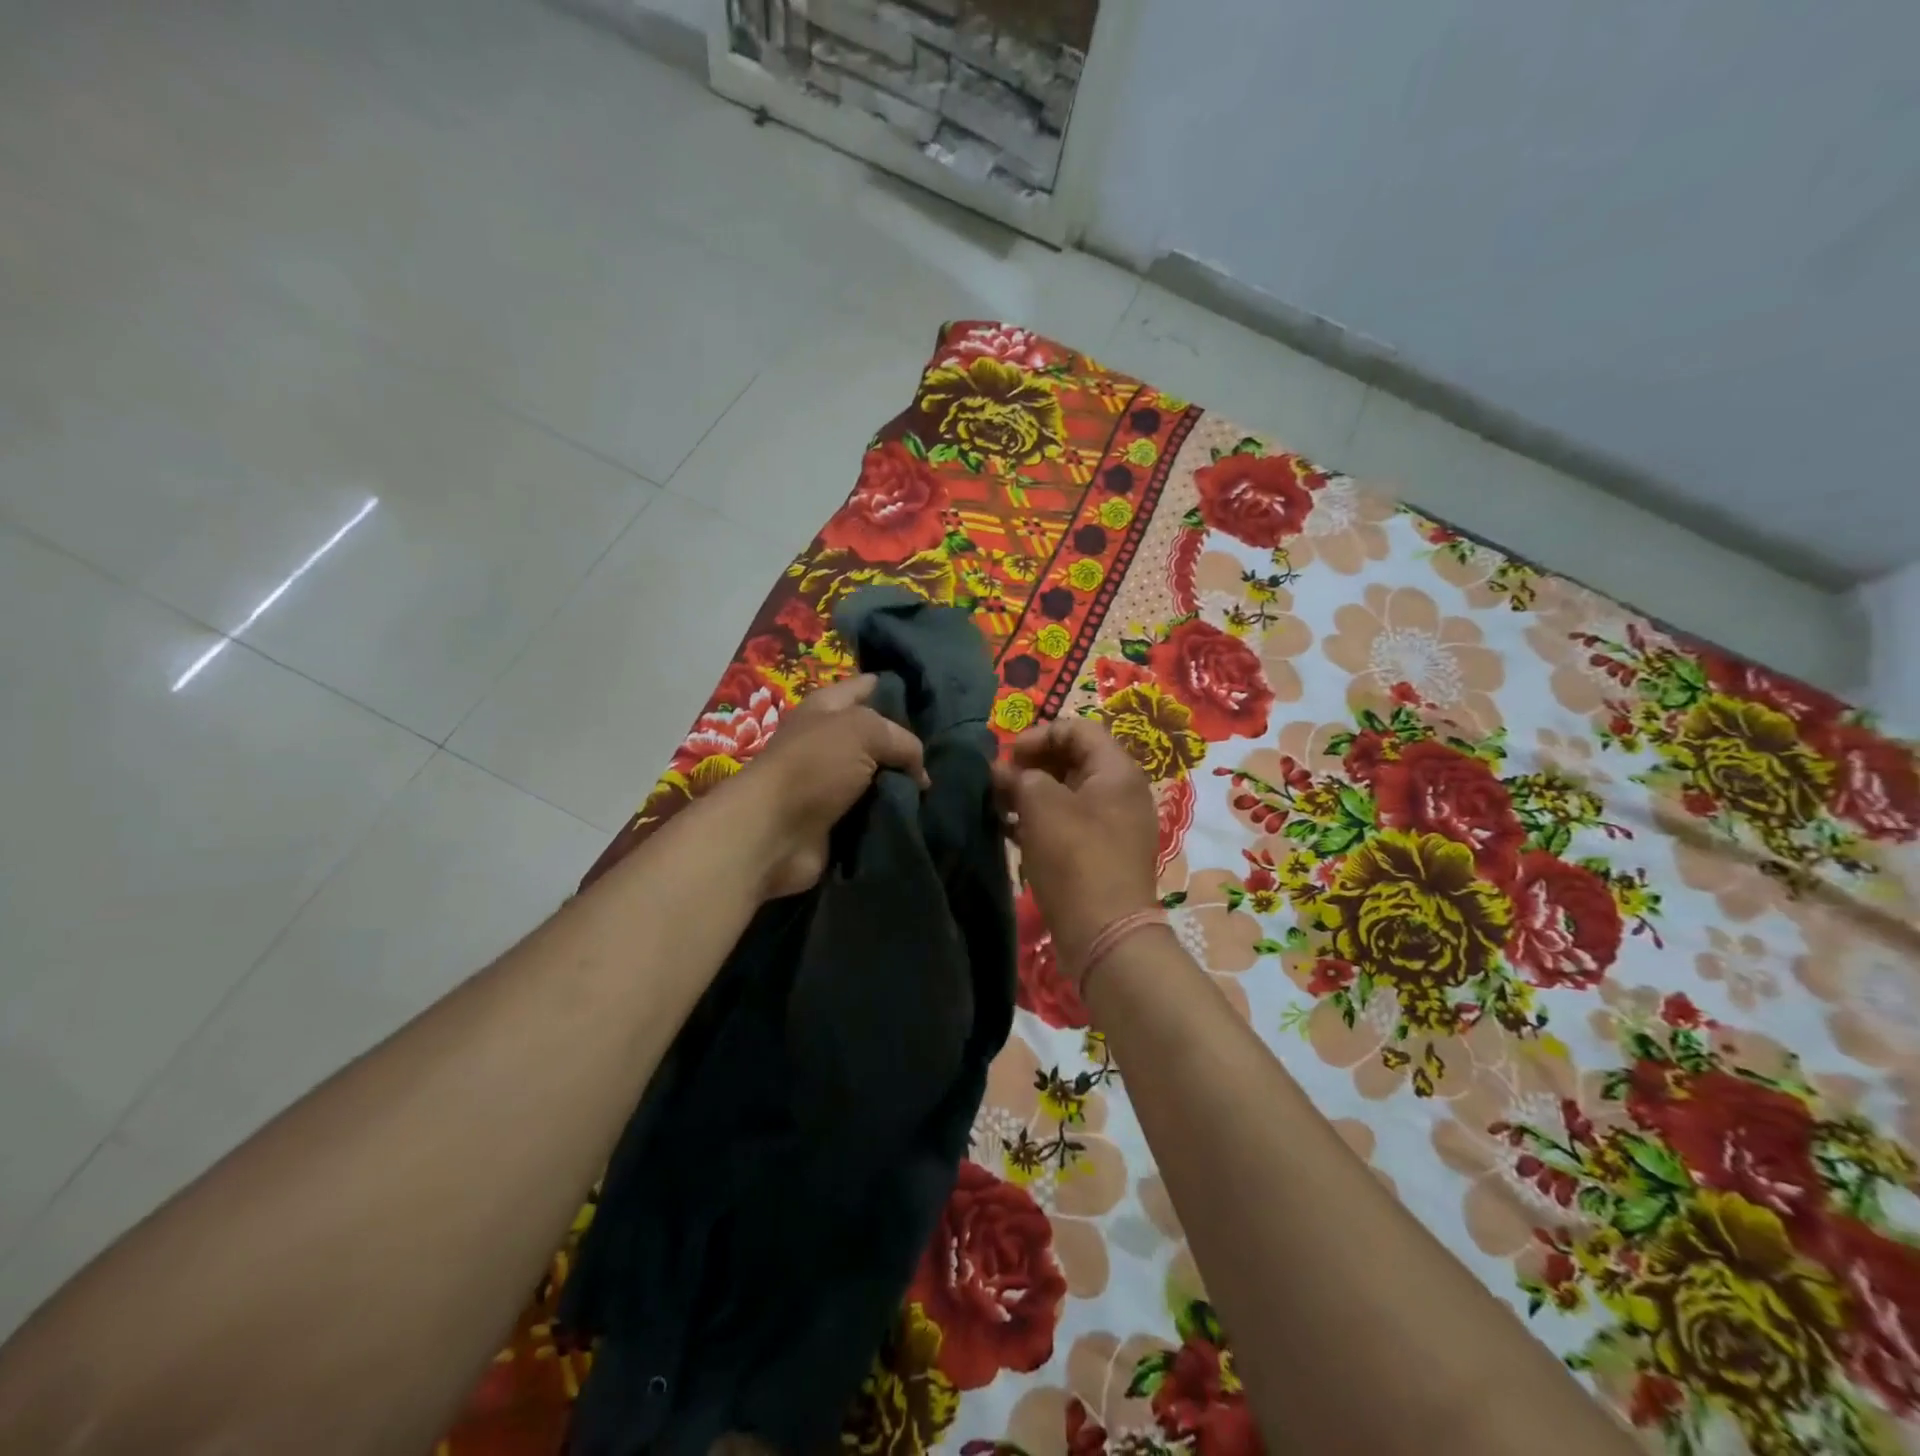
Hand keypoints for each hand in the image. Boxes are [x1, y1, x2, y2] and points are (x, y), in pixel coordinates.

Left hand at [723, 673, 927, 899]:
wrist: (774, 833)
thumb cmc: (814, 766)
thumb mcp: (864, 732)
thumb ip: (902, 740)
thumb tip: (919, 772)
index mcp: (827, 708)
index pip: (867, 687)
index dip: (896, 688)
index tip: (932, 698)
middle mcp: (829, 741)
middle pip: (878, 737)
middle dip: (908, 744)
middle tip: (945, 752)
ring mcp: (831, 782)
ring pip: (880, 776)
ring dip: (904, 784)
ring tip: (939, 787)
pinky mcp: (836, 818)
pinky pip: (874, 810)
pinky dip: (894, 813)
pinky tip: (921, 812)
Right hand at [991, 717, 1160, 982]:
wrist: (1105, 934)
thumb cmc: (1075, 858)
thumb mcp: (1041, 806)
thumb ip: (1019, 778)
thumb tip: (1002, 772)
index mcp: (1116, 770)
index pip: (1077, 728)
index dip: (1039, 735)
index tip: (1007, 757)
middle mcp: (1122, 791)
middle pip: (1074, 759)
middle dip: (1032, 765)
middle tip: (1000, 782)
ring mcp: (1114, 824)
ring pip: (1069, 793)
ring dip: (1033, 793)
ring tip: (1000, 806)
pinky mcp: (1102, 852)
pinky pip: (1070, 821)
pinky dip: (1041, 820)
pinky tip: (1012, 831)